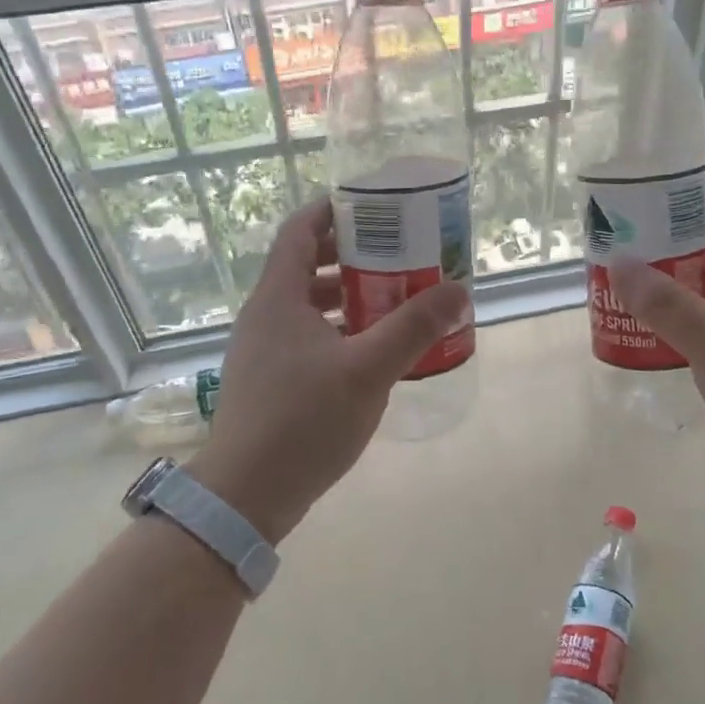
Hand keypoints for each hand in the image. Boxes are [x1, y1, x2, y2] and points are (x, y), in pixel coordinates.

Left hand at [188, 198, 469, 542]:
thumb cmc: (303, 421)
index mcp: (279, 298)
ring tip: (395, 298)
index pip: (300, 230)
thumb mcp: (368, 370)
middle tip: (399, 254)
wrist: (245, 496)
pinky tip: (373, 349)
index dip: (333, 209)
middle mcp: (266, 315)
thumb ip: (414, 328)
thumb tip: (459, 290)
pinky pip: (308, 335)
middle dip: (354, 255)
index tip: (375, 206)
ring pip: (309, 303)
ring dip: (350, 295)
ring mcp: (264, 349)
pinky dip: (340, 329)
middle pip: (308, 264)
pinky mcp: (271, 379)